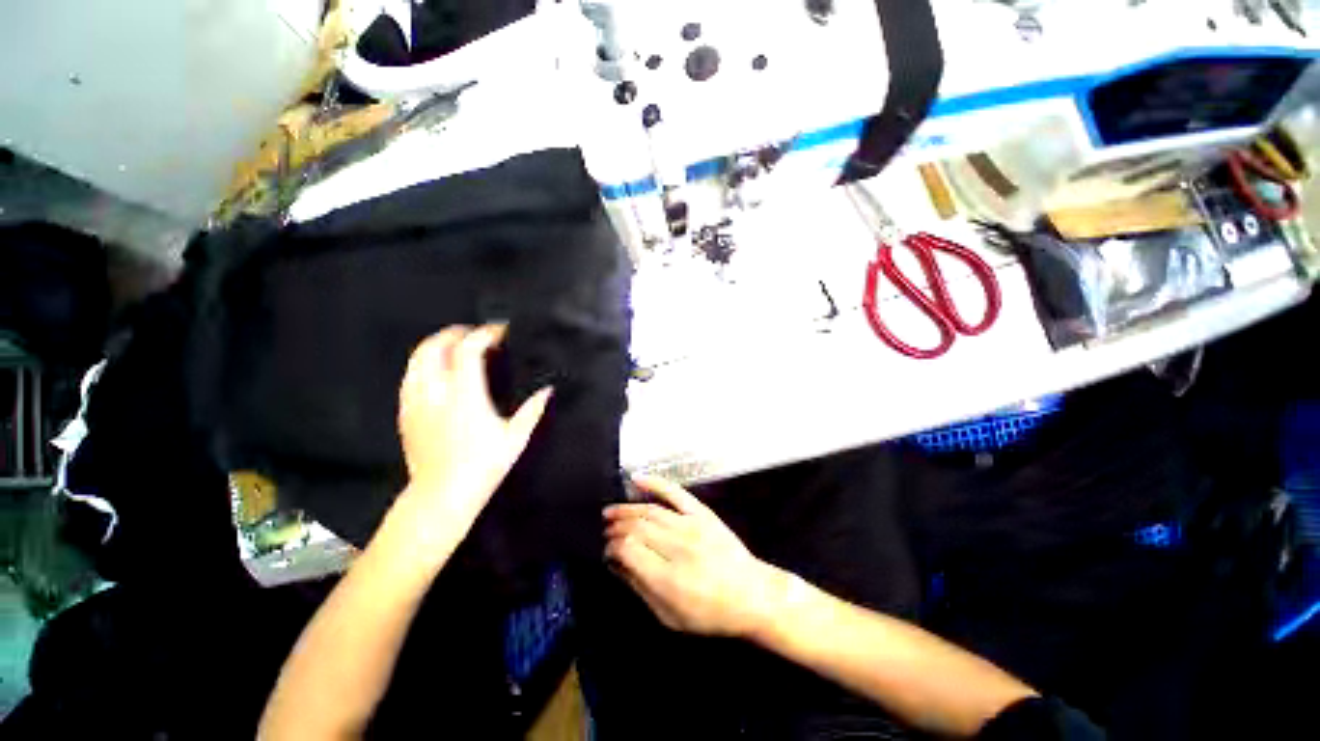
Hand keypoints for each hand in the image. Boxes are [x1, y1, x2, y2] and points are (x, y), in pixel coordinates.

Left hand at [397, 324, 551, 528]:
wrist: (441, 496)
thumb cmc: (483, 466)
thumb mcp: (515, 438)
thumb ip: (533, 410)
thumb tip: (548, 390)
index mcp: (465, 395)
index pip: (468, 349)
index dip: (484, 334)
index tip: (499, 331)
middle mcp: (436, 392)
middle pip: (434, 346)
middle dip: (455, 333)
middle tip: (475, 334)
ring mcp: (416, 402)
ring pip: (417, 359)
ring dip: (437, 346)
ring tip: (456, 347)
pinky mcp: (406, 414)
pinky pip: (410, 377)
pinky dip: (425, 365)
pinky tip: (438, 373)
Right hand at [604, 475, 781, 637]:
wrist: (751, 594)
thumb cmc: (709, 613)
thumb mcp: (670, 617)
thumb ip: (640, 588)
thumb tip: (615, 564)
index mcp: (669, 579)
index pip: (629, 550)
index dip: (612, 547)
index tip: (607, 550)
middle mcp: (678, 547)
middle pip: (636, 527)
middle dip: (616, 528)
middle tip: (606, 531)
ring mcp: (691, 525)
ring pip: (650, 510)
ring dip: (626, 509)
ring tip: (611, 512)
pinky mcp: (702, 513)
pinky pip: (674, 492)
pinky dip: (654, 483)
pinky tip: (636, 479)